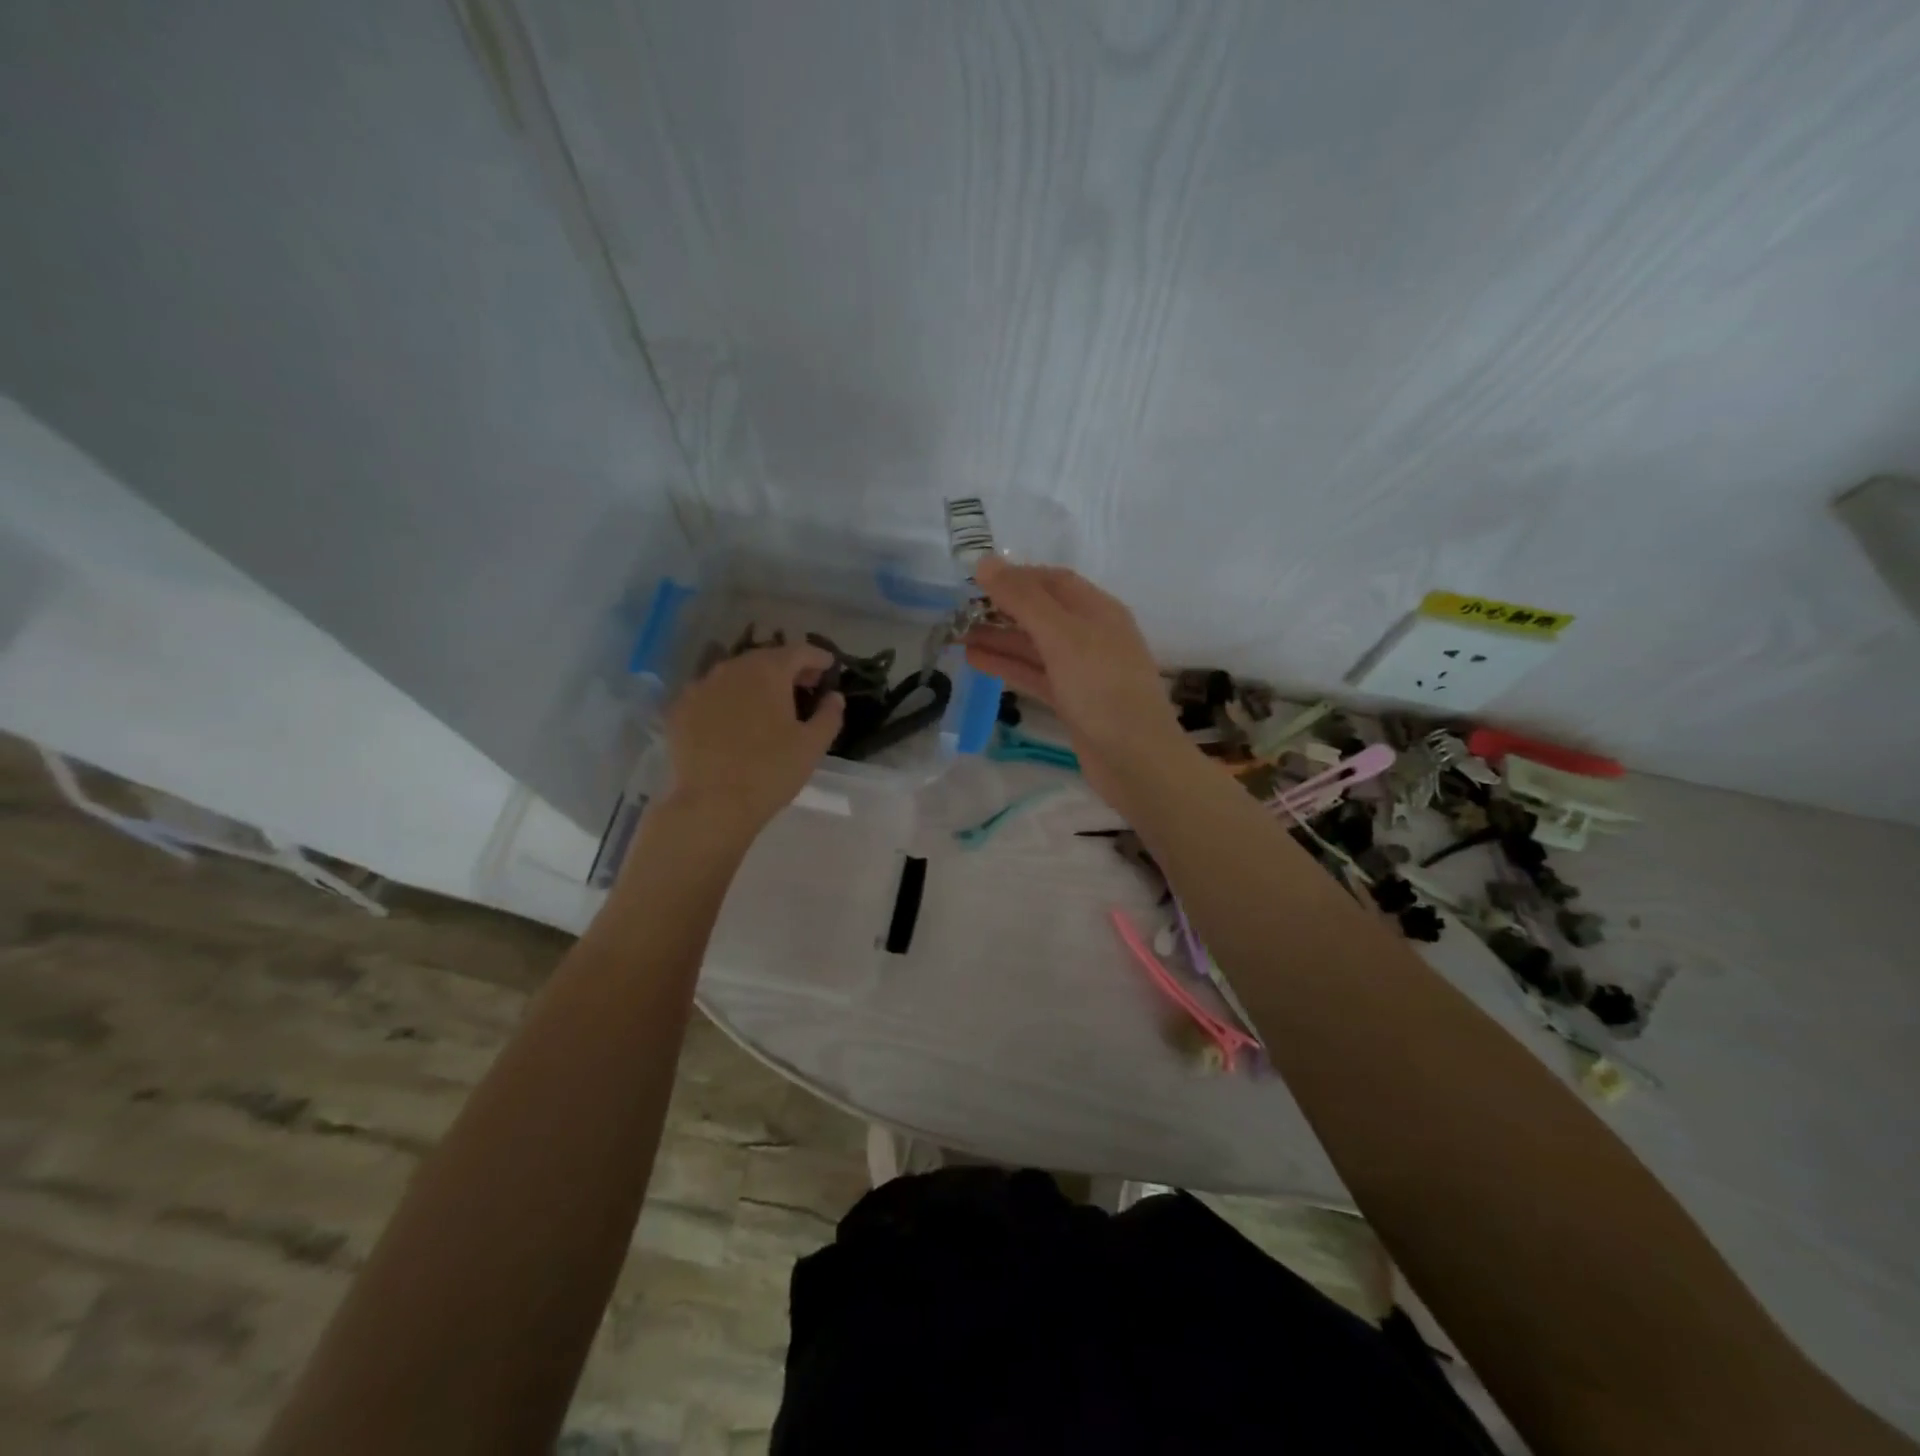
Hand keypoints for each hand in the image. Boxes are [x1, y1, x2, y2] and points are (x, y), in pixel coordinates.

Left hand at [662, 643, 844, 834]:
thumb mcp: (813, 745)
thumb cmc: (770, 771)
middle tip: (804, 686)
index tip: (829, 666)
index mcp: (768, 671)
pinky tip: (735, 719)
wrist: (712, 804)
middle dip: (788, 668)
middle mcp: (731, 669)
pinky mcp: (680, 709)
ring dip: (756, 682)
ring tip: (770, 703)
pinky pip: (711, 694)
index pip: (798, 651)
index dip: (817, 657)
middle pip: (765, 658)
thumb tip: (834, 696)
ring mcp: (700, 687)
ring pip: (735, 674)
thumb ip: (829, 714)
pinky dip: (729, 698)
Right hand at [962, 558, 1186, 801]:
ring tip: (957, 635)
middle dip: (1002, 609)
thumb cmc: (1102, 689)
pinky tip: (976, 661)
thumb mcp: (1062, 636)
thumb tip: (985, 563)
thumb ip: (1023, 599)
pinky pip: (1035, 674)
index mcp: (1099, 610)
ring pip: (1035, 646)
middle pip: (1042, 613)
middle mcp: (1092, 635)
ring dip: (999, 638)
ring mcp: (1082, 671)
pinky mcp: (1072, 701)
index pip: (1054, 581)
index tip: (975, 580)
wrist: (1135, 760)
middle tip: (958, 612)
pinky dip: (1008, 666)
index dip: (1016, 576)